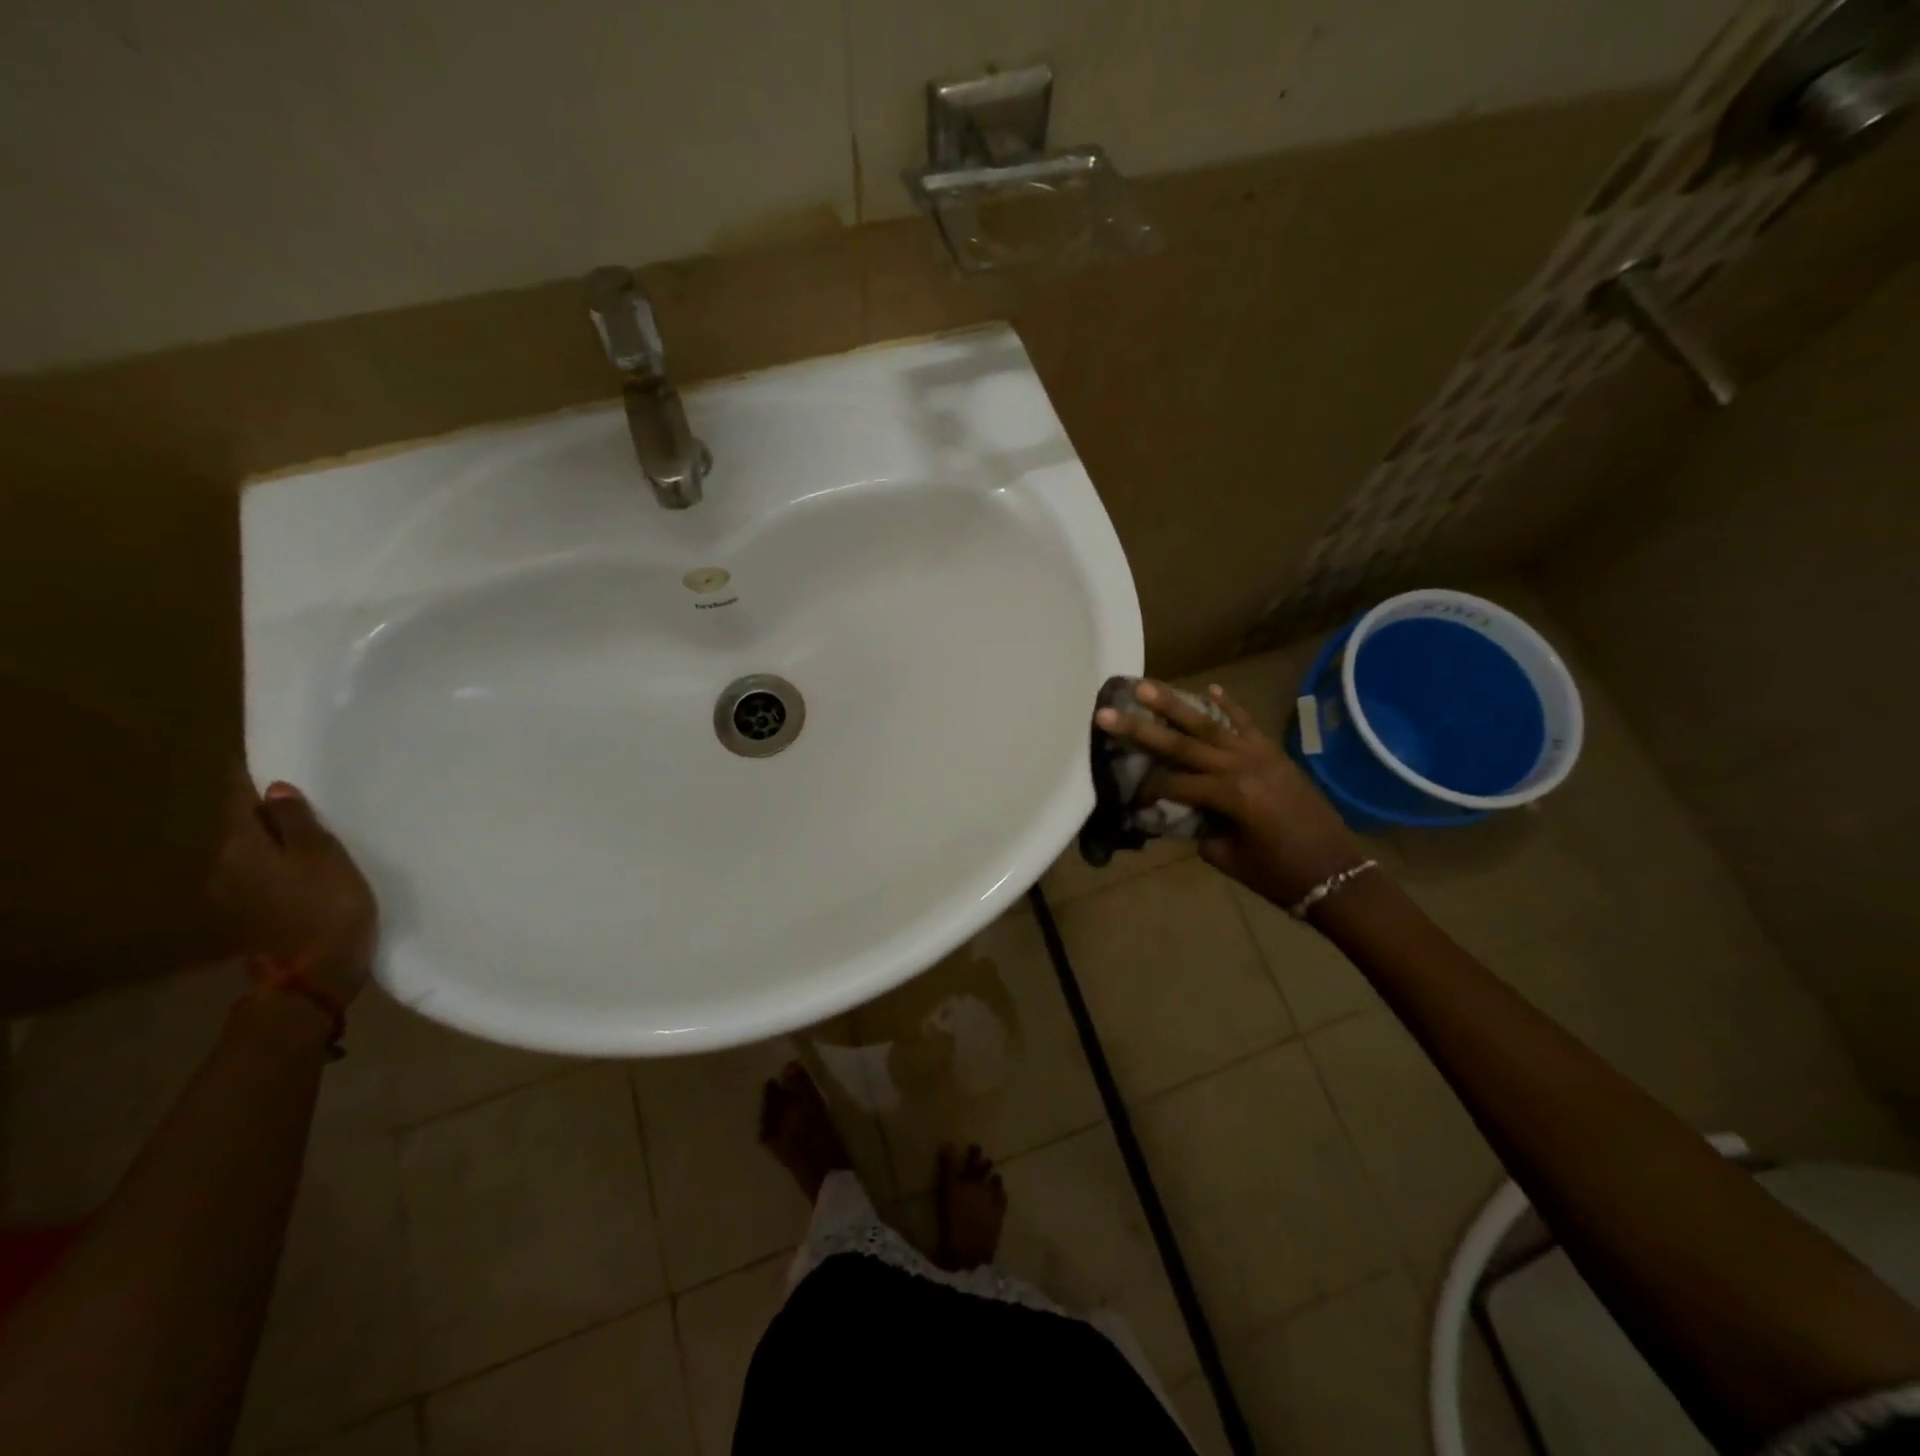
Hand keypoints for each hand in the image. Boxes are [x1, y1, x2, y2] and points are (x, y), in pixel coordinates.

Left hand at [204, 769, 377, 1006]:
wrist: (313, 975)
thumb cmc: (326, 906)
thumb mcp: (323, 856)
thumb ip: (297, 822)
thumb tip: (275, 790)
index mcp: (240, 847)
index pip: (237, 799)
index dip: (248, 777)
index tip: (260, 757)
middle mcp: (224, 867)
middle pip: (242, 826)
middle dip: (265, 809)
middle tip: (299, 790)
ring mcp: (233, 896)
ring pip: (252, 852)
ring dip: (274, 838)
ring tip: (308, 827)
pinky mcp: (251, 916)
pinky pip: (261, 874)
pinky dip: (279, 862)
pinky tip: (305, 863)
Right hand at [1095, 681, 1368, 907]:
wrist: (1337, 872)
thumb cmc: (1279, 874)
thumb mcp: (1227, 857)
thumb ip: (1199, 827)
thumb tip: (1179, 810)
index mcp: (1230, 795)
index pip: (1174, 784)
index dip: (1147, 791)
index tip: (1129, 798)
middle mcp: (1242, 765)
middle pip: (1182, 743)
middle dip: (1141, 729)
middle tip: (1107, 712)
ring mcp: (1260, 754)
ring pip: (1210, 723)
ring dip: (1175, 704)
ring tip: (1146, 685)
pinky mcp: (1274, 753)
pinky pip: (1247, 723)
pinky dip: (1229, 704)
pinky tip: (1210, 687)